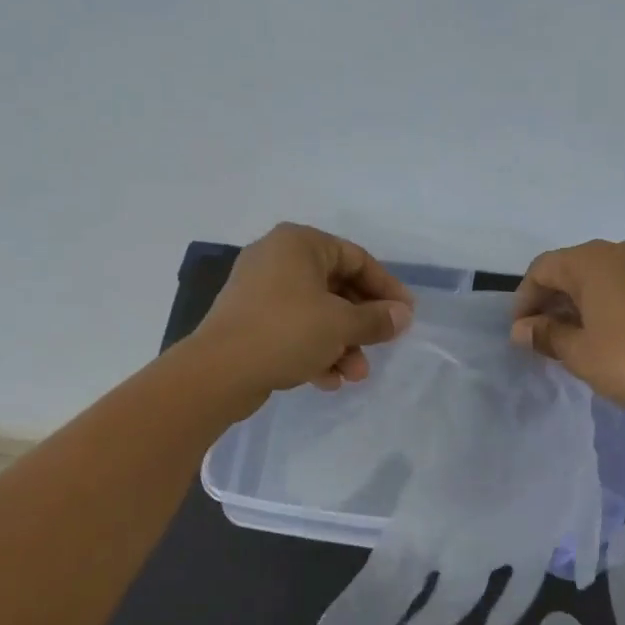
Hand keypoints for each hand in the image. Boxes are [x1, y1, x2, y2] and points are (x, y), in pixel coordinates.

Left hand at [192, 223, 413, 405]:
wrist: (219, 371)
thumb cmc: (286, 332)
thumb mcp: (340, 324)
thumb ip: (376, 319)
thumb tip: (403, 315)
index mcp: (299, 243)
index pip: (356, 258)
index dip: (386, 288)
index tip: (406, 315)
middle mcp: (278, 258)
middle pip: (336, 288)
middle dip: (361, 325)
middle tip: (382, 347)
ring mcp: (260, 290)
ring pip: (316, 313)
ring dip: (341, 344)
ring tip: (354, 375)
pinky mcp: (249, 320)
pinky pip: (293, 329)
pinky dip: (314, 350)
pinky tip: (327, 380)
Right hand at [510, 238, 624, 437]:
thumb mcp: (580, 354)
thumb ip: (546, 335)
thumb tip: (523, 329)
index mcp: (594, 261)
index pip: (543, 269)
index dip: (525, 299)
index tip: (522, 332)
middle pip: (578, 268)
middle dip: (558, 300)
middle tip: (550, 336)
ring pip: (612, 276)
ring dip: (591, 301)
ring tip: (588, 337)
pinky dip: (623, 304)